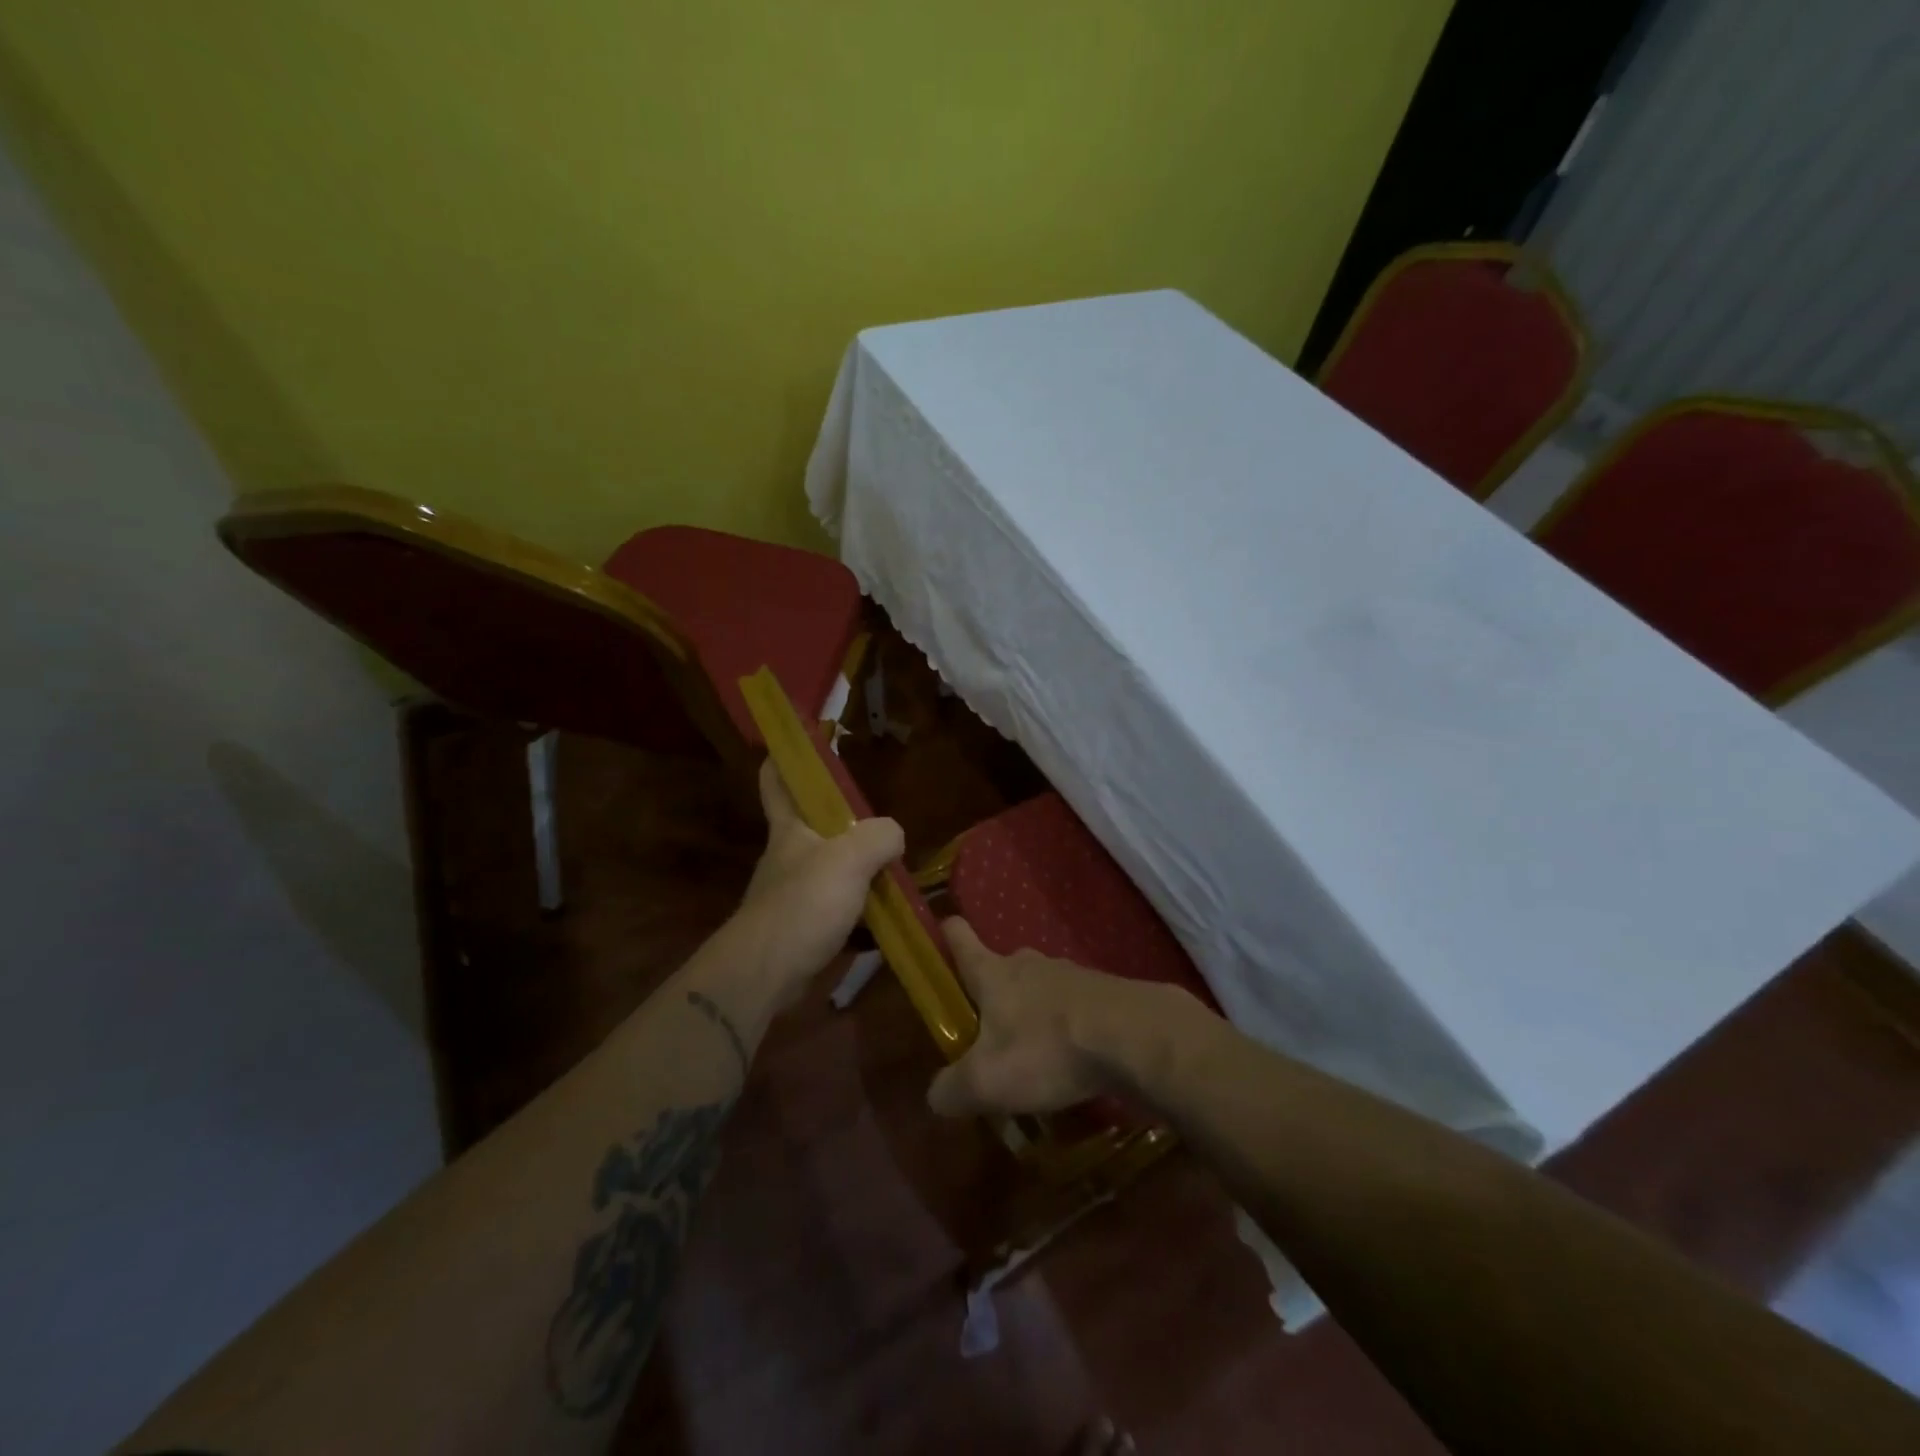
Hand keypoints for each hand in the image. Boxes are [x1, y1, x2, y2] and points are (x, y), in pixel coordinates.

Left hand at [731, 758, 904, 1003]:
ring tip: (897, 867)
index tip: (807, 740)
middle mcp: (790, 854)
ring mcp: (796, 892)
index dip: (785, 755)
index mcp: (791, 827)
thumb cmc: (803, 904)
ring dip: (861, 868)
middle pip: (815, 825)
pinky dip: (864, 909)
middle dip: (844, 819)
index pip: (777, 779)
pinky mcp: (805, 926)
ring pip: (833, 868)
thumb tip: (894, 837)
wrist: (767, 973)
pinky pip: (842, 908)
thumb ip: (880, 837)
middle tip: (880, 818)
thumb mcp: (850, 859)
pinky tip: (891, 913)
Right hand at [926, 918, 1187, 1117]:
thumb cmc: (1047, 1049)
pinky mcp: (1102, 991)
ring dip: (1031, 1014)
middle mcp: (1027, 962)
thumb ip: (952, 1089)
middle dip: (990, 995)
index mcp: (992, 973)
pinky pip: (1071, 1005)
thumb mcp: (987, 1081)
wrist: (1133, 1037)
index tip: (939, 941)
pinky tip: (1071, 1060)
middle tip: (986, 1035)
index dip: (946, 936)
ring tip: (1032, 1056)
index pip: (958, 936)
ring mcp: (1068, 973)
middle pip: (999, 968)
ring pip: (1037, 987)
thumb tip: (935, 1096)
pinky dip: (1065, 1027)